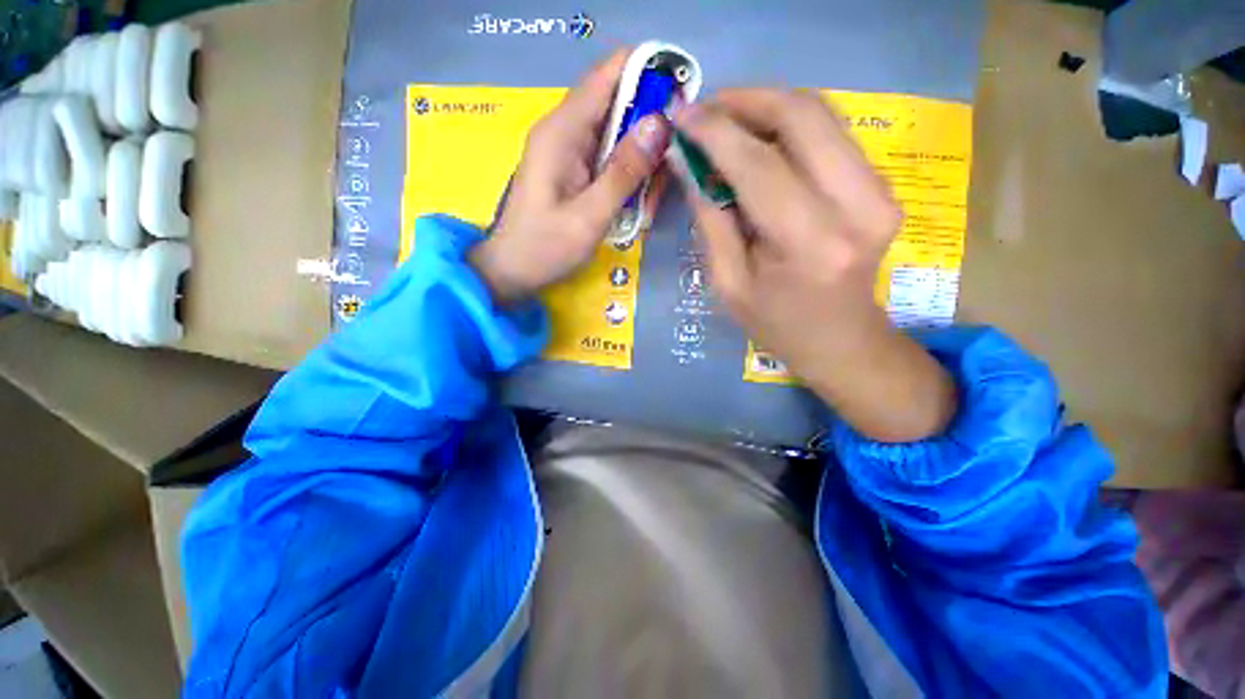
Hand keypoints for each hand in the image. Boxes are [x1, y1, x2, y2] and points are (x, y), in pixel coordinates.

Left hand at [470, 49, 671, 302]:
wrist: (511, 271)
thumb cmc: (545, 249)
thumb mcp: (589, 217)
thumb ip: (624, 172)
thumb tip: (660, 123)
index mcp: (562, 132)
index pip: (608, 75)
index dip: (648, 74)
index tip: (681, 99)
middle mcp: (563, 130)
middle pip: (617, 102)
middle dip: (649, 127)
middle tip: (671, 167)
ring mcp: (567, 149)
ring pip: (616, 132)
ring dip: (641, 157)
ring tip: (652, 196)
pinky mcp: (571, 168)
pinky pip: (607, 156)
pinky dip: (627, 172)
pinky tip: (636, 200)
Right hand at [676, 89, 956, 441]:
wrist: (841, 340)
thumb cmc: (775, 324)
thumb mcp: (728, 283)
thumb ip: (711, 219)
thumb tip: (688, 162)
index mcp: (810, 243)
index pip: (758, 164)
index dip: (715, 131)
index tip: (681, 114)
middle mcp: (858, 206)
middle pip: (803, 115)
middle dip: (746, 100)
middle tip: (705, 110)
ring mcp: (880, 191)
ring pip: (821, 114)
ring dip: (767, 108)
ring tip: (726, 123)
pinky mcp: (883, 185)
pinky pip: (831, 135)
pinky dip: (789, 128)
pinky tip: (759, 142)